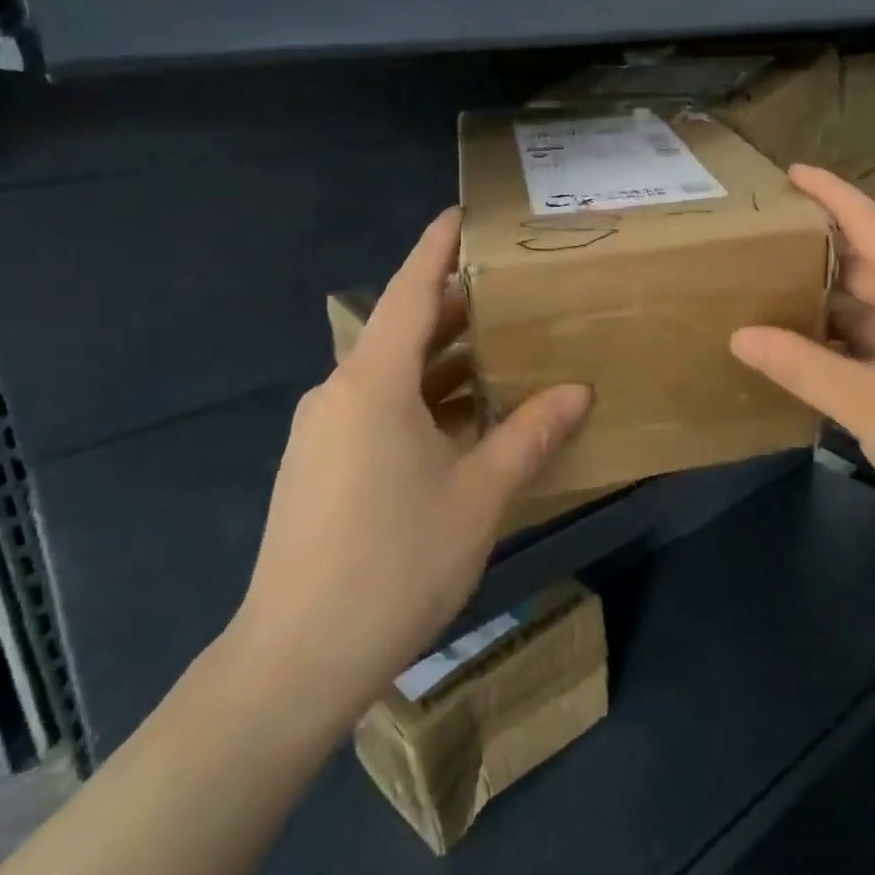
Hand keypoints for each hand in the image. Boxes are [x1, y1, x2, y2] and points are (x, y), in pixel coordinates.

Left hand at [227, 209, 590, 721]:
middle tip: (512, 294)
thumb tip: (578, 391)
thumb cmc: (396, 563)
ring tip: (501, 355)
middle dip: (455, 311)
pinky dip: (421, 402)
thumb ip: (530, 434)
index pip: (411, 291)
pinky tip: (462, 424)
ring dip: (443, 364)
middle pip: (402, 331)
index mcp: (373, 383)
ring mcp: (322, 431)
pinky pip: (376, 410)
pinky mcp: (317, 466)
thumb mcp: (479, 495)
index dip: (437, 248)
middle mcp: (339, 393)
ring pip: (391, 376)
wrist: (296, 660)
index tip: (462, 215)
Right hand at [729, 166, 874, 562]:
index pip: (869, 219)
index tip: (788, 173)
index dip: (827, 192)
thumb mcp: (866, 404)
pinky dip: (863, 334)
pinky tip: (826, 353)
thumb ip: (801, 365)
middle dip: (822, 255)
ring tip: (780, 302)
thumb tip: (739, 336)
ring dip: (839, 302)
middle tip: (763, 253)